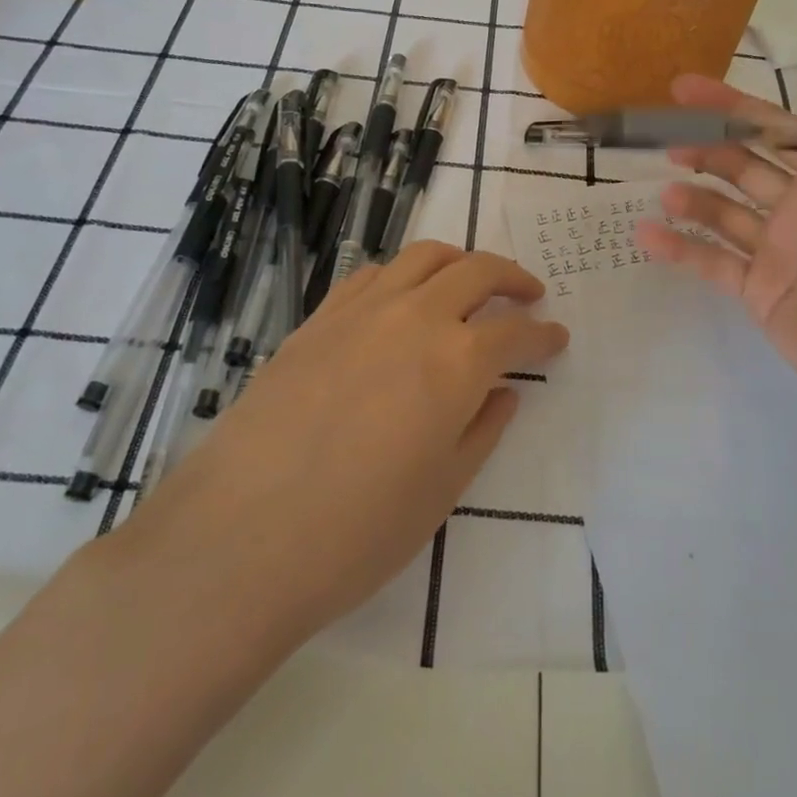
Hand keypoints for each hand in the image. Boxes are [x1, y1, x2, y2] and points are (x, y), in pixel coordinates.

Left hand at [119, 243, 566, 646]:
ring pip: (423, 257)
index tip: (557, 338)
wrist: (239, 539)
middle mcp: (414, 318)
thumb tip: (505, 392)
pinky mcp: (318, 319)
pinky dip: (402, 275)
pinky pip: (371, 275)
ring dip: (459, 262)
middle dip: (512, 278)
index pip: (515, 333)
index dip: (543, 335)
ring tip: (470, 280)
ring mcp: (361, 311)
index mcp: (456, 362)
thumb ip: (482, 429)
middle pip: (477, 271)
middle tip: (529, 294)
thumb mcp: (441, 491)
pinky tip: (401, 297)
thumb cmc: (357, 532)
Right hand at [636, 75, 796, 427]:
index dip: (732, 106)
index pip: (775, 128)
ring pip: (723, 211)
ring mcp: (779, 251)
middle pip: (742, 164)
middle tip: (666, 136)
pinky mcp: (760, 292)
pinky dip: (680, 247)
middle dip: (705, 145)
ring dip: (693, 196)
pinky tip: (647, 233)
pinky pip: (712, 262)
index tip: (685, 89)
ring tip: (667, 189)